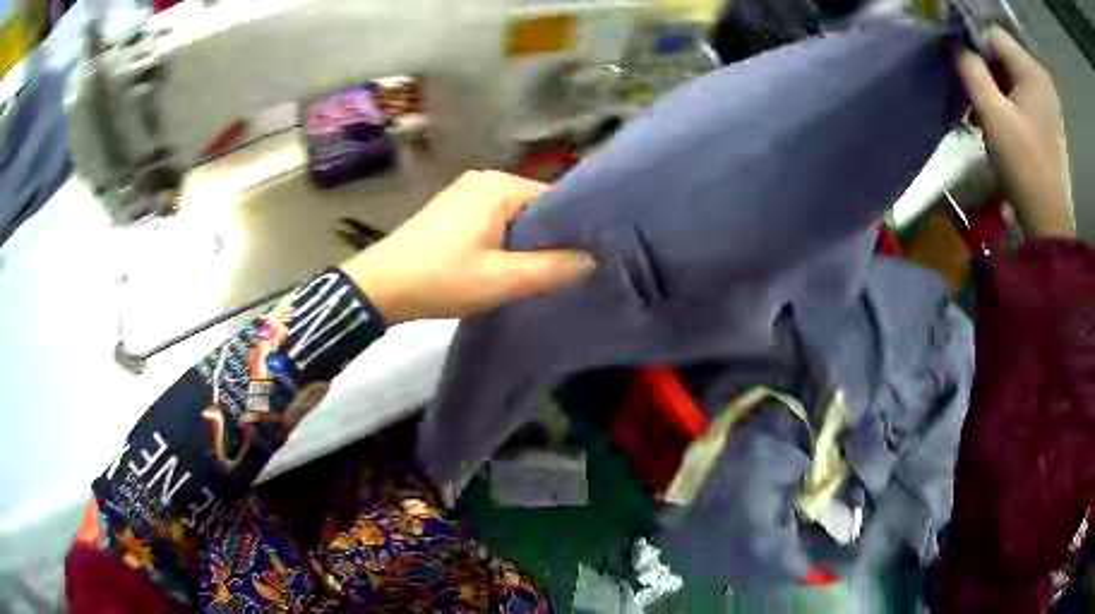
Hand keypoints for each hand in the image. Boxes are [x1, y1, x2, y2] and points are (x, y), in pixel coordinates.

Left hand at [340, 170, 594, 323]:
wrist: (381, 286)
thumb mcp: (502, 280)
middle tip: (569, 269)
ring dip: (527, 240)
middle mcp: (484, 179)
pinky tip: (509, 263)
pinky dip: (505, 239)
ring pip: (514, 215)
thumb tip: (592, 260)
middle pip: (534, 206)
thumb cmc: (442, 279)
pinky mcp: (452, 209)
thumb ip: (552, 269)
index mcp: (499, 185)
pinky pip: (493, 219)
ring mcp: (465, 193)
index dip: (575, 228)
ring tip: (543, 270)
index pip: (555, 199)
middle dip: (550, 236)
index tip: (590, 255)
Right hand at [958, 28, 1074, 238]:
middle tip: (976, 103)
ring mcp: (1048, 98)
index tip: (968, 81)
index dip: (976, 50)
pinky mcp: (1049, 116)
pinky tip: (1003, 124)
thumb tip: (959, 49)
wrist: (1050, 224)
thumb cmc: (1024, 168)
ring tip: (988, 117)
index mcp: (1032, 70)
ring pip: (1011, 73)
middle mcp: (1041, 77)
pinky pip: (1023, 92)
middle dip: (986, 72)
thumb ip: (971, 70)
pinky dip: (1009, 102)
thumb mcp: (992, 114)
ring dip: (996, 89)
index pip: (992, 35)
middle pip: (1003, 54)